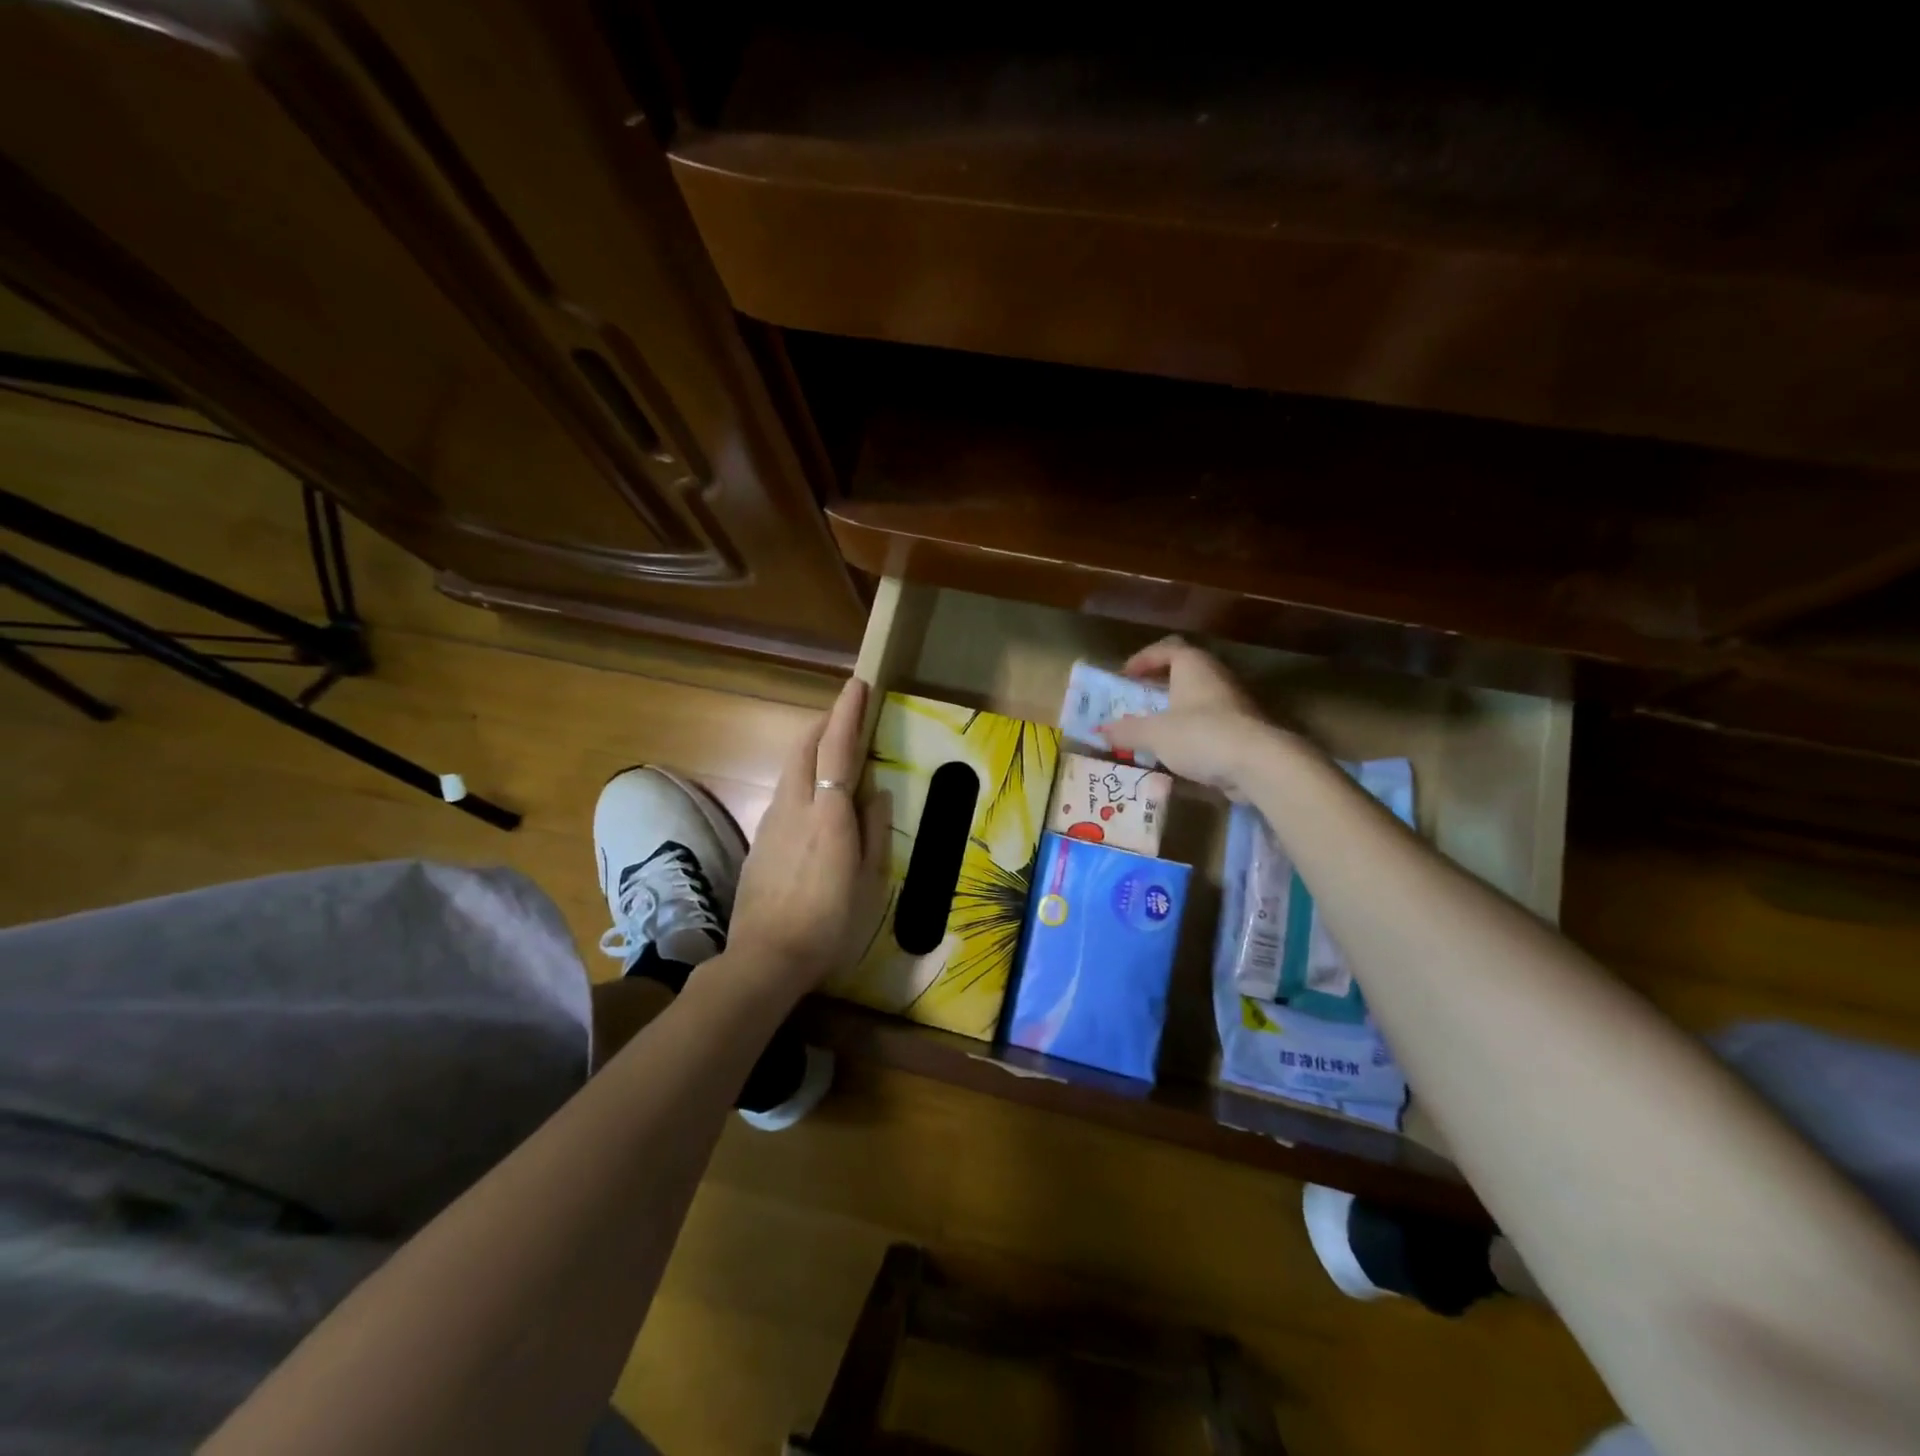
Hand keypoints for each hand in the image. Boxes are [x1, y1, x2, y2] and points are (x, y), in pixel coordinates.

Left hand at [729, 678, 891, 998]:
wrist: (766, 957)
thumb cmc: (830, 922)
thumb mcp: (869, 881)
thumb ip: (874, 831)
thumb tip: (877, 794)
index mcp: (828, 814)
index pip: (835, 749)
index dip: (846, 714)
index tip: (856, 685)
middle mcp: (795, 806)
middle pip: (804, 748)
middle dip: (824, 722)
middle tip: (847, 713)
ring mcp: (772, 822)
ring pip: (790, 768)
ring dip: (811, 748)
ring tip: (834, 750)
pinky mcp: (760, 840)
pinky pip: (783, 793)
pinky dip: (801, 777)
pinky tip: (814, 798)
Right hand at [1099, 637, 1293, 795]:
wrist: (1259, 763)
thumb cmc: (1200, 735)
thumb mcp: (1154, 734)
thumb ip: (1126, 731)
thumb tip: (1101, 731)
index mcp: (1193, 666)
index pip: (1167, 649)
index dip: (1143, 659)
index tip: (1124, 676)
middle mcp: (1215, 677)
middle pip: (1183, 673)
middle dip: (1157, 687)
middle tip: (1135, 702)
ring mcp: (1233, 704)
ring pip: (1196, 700)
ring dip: (1173, 712)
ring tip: (1151, 730)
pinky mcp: (1243, 730)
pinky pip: (1209, 725)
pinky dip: (1190, 733)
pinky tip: (1176, 753)